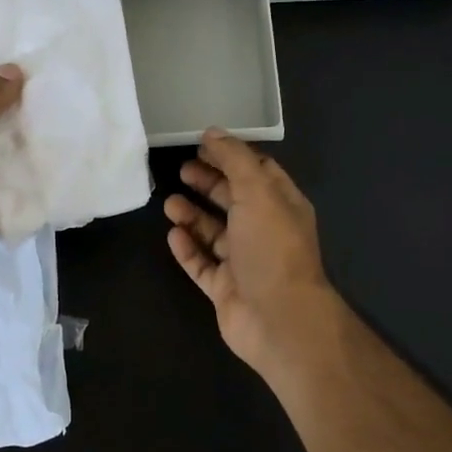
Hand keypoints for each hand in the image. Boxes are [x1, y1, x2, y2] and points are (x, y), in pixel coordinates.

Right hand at [164, 129, 346, 385]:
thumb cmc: (271, 248)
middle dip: (208, 183)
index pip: (258, 171)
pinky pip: (202, 264)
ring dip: (192, 215)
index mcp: (281, 205)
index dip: (230, 156)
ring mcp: (244, 262)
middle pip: (233, 199)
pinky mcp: (225, 288)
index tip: (201, 144)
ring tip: (170, 204)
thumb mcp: (256, 191)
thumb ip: (234, 159)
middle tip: (180, 171)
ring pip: (214, 232)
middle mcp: (264, 231)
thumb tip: (212, 131)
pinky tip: (173, 235)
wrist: (278, 319)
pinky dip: (188, 248)